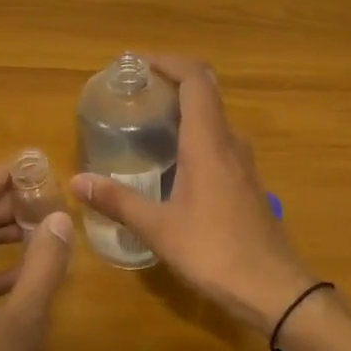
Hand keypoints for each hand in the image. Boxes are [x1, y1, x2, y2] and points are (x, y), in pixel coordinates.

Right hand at [70, 55, 317, 334]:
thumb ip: (118, 201)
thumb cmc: (214, 252)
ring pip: (213, 119)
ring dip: (183, 110)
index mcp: (208, 142)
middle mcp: (229, 142)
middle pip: (205, 93)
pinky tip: (172, 162)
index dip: (169, 62)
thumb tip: (76, 181)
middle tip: (134, 92)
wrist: (273, 288)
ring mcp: (243, 162)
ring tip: (146, 122)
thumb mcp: (159, 228)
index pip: (195, 79)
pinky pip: (218, 142)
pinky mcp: (247, 182)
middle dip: (171, 83)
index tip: (138, 63)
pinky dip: (194, 135)